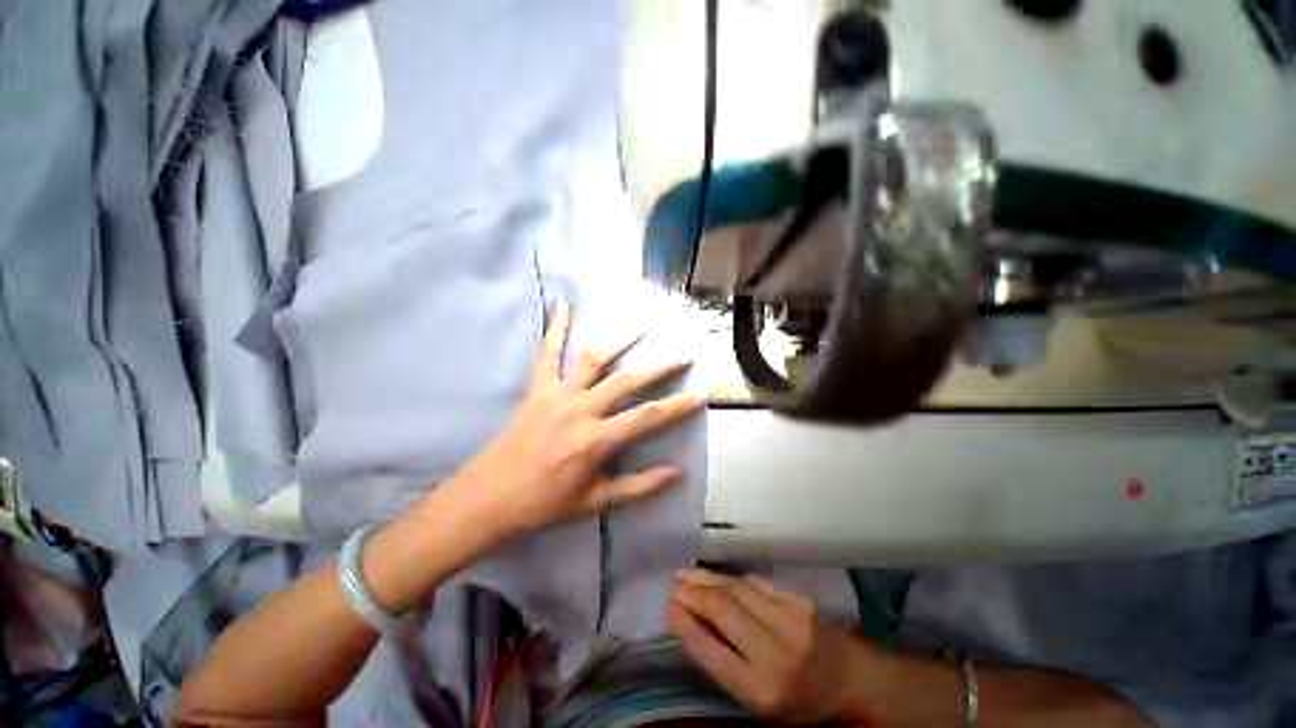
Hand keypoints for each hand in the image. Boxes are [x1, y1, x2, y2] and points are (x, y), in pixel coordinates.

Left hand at [452, 300, 703, 533]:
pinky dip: (556, 328)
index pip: (647, 417)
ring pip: (593, 359)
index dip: (676, 406)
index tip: (699, 393)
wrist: (490, 497)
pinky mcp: (537, 388)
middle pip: (627, 381)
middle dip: (659, 366)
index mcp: (596, 440)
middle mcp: (581, 410)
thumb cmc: (545, 503)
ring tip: (640, 326)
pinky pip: (547, 353)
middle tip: (682, 352)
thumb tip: (676, 472)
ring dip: (618, 340)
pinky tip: (564, 304)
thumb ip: (638, 486)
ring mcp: (558, 394)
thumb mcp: (596, 501)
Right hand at [669, 569, 869, 724]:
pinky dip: (730, 578)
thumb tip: (689, 624)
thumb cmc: (798, 698)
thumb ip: (723, 663)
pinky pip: (754, 582)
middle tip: (673, 584)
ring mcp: (789, 619)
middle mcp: (775, 651)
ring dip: (706, 579)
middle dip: (693, 593)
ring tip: (685, 574)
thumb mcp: (757, 699)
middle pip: (722, 610)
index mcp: (761, 688)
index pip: (711, 651)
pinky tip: (716, 576)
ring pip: (736, 589)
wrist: (848, 678)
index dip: (685, 625)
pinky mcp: (797, 599)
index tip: (668, 607)